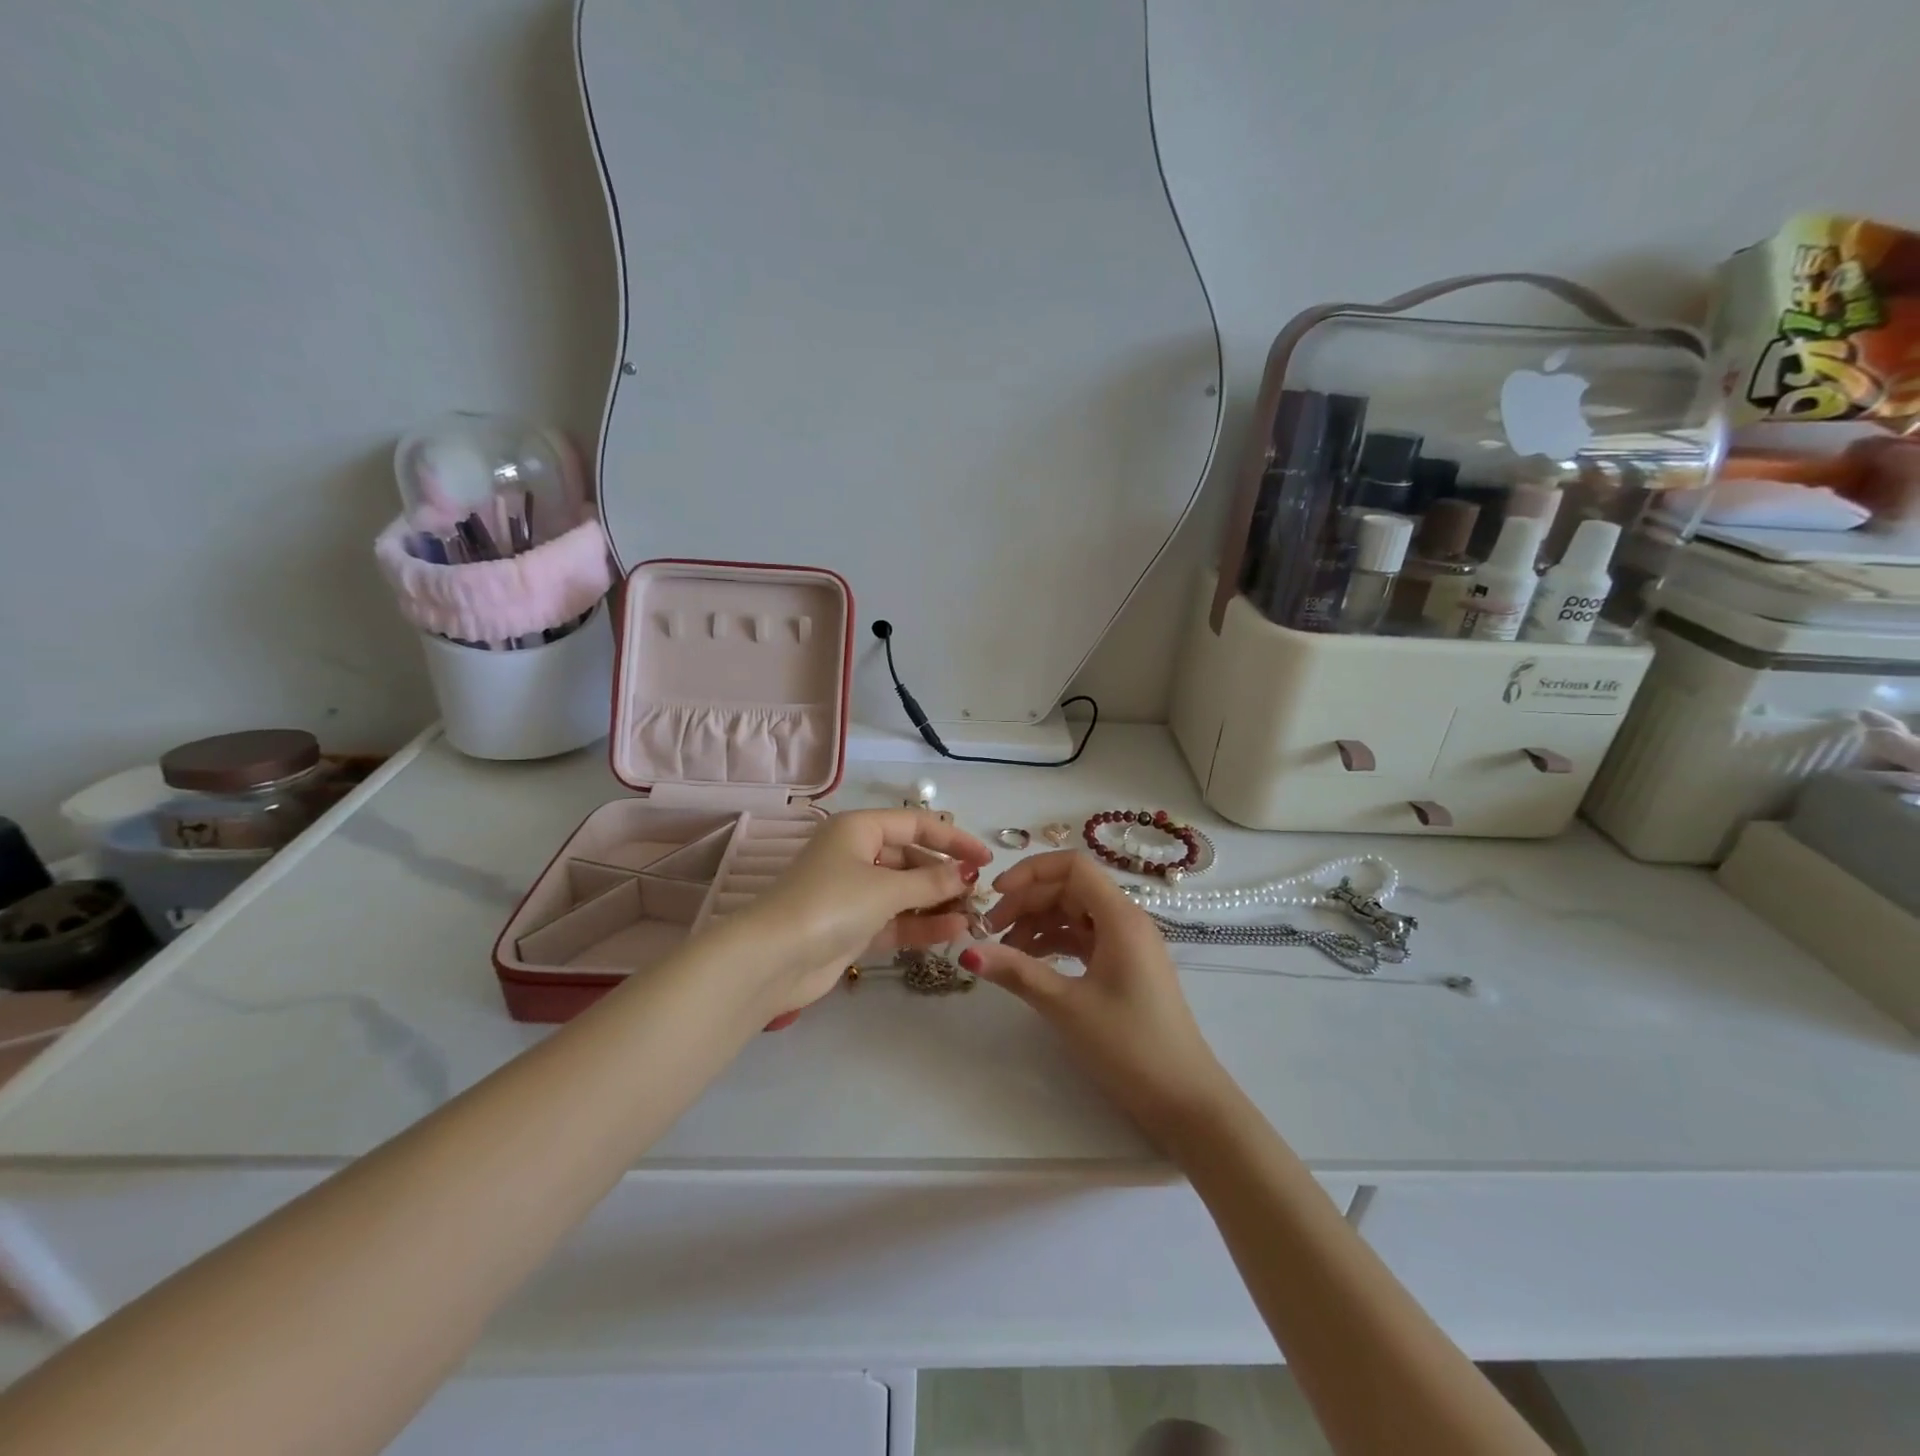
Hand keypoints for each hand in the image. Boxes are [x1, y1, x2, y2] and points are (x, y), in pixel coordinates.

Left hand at [739, 810, 992, 1017]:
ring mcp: (854, 892)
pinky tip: (954, 931)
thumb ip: (931, 881)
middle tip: (979, 894)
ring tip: (974, 916)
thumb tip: (967, 874)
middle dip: (945, 876)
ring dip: (937, 902)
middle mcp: (856, 854)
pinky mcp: (853, 926)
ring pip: (905, 891)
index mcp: (858, 829)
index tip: (985, 858)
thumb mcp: (886, 888)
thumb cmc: (831, 905)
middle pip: (911, 859)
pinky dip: (921, 924)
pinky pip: (895, 919)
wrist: (773, 960)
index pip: (916, 824)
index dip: (953, 839)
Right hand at [965, 851, 1231, 1148]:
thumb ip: (1017, 972)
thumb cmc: (1129, 1046)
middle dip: (1027, 902)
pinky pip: (1083, 938)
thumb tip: (966, 950)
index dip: (1030, 872)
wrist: (1185, 1100)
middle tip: (990, 932)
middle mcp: (1126, 920)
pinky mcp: (1124, 967)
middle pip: (1069, 888)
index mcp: (1120, 917)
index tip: (995, 895)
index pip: (1072, 866)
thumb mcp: (1066, 1006)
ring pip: (1074, 914)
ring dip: (1037, 924)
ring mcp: (1127, 944)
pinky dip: (1054, 944)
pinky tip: (1030, 964)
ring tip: (1005, 953)